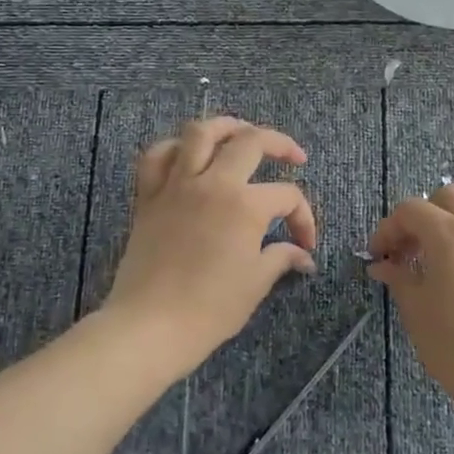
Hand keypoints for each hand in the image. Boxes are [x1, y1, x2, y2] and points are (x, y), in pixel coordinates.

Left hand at [103, 117, 317, 376]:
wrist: (149, 327)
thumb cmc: (209, 309)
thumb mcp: (255, 283)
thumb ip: (280, 258)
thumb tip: (302, 256)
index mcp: (245, 205)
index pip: (287, 195)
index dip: (303, 217)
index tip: (305, 244)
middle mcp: (213, 183)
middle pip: (251, 141)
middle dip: (279, 144)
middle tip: (293, 157)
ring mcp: (177, 185)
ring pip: (200, 132)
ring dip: (226, 126)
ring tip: (241, 134)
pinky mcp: (148, 196)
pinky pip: (157, 155)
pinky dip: (174, 148)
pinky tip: (188, 155)